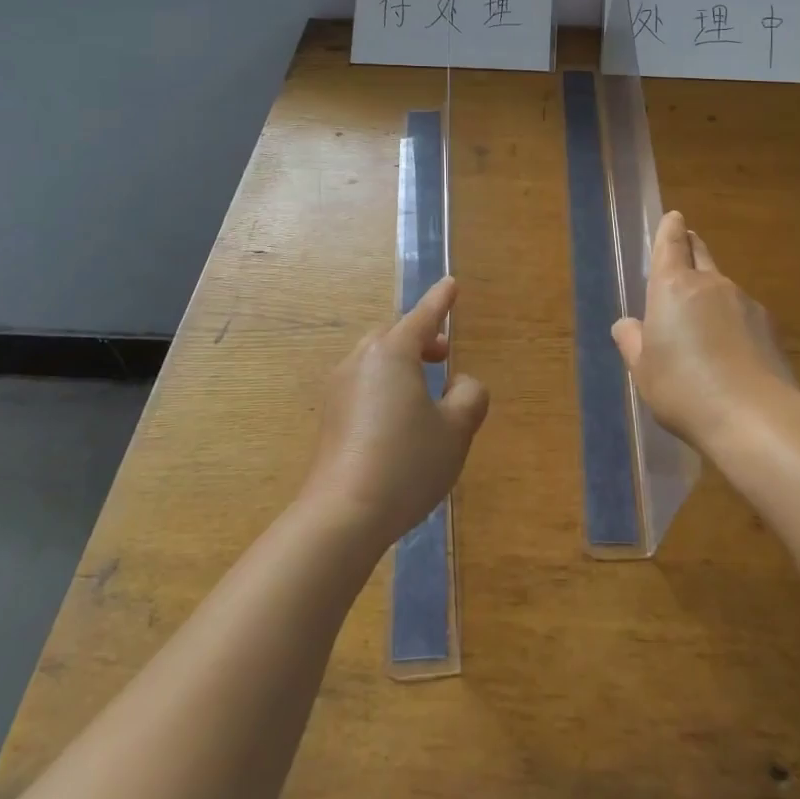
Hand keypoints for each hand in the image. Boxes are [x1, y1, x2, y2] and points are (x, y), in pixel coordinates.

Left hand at [301, 276, 489, 548]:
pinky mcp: (330, 418)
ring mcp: (339, 389)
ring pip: (376, 361)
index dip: (441, 300)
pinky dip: (385, 387)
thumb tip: (461, 384)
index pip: (423, 316)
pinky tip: (399, 421)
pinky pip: (364, 385)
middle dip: (421, 339)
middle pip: (394, 336)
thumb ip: (469, 397)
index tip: (451, 283)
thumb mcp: (456, 430)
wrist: (342, 515)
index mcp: (392, 353)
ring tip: (425, 391)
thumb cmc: (406, 463)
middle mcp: (361, 361)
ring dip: (402, 365)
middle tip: (444, 355)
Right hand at [612, 211, 796, 454]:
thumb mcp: (643, 370)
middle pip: (700, 254)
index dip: (670, 229)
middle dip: (691, 246)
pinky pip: (743, 314)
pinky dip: (733, 322)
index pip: (671, 244)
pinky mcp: (770, 328)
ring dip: (712, 293)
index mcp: (673, 287)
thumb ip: (632, 341)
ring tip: (703, 321)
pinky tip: (731, 351)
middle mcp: (711, 285)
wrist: (755, 418)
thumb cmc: (683, 389)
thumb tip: (626, 324)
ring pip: (723, 287)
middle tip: (686, 244)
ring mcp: (745, 304)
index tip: (674, 217)